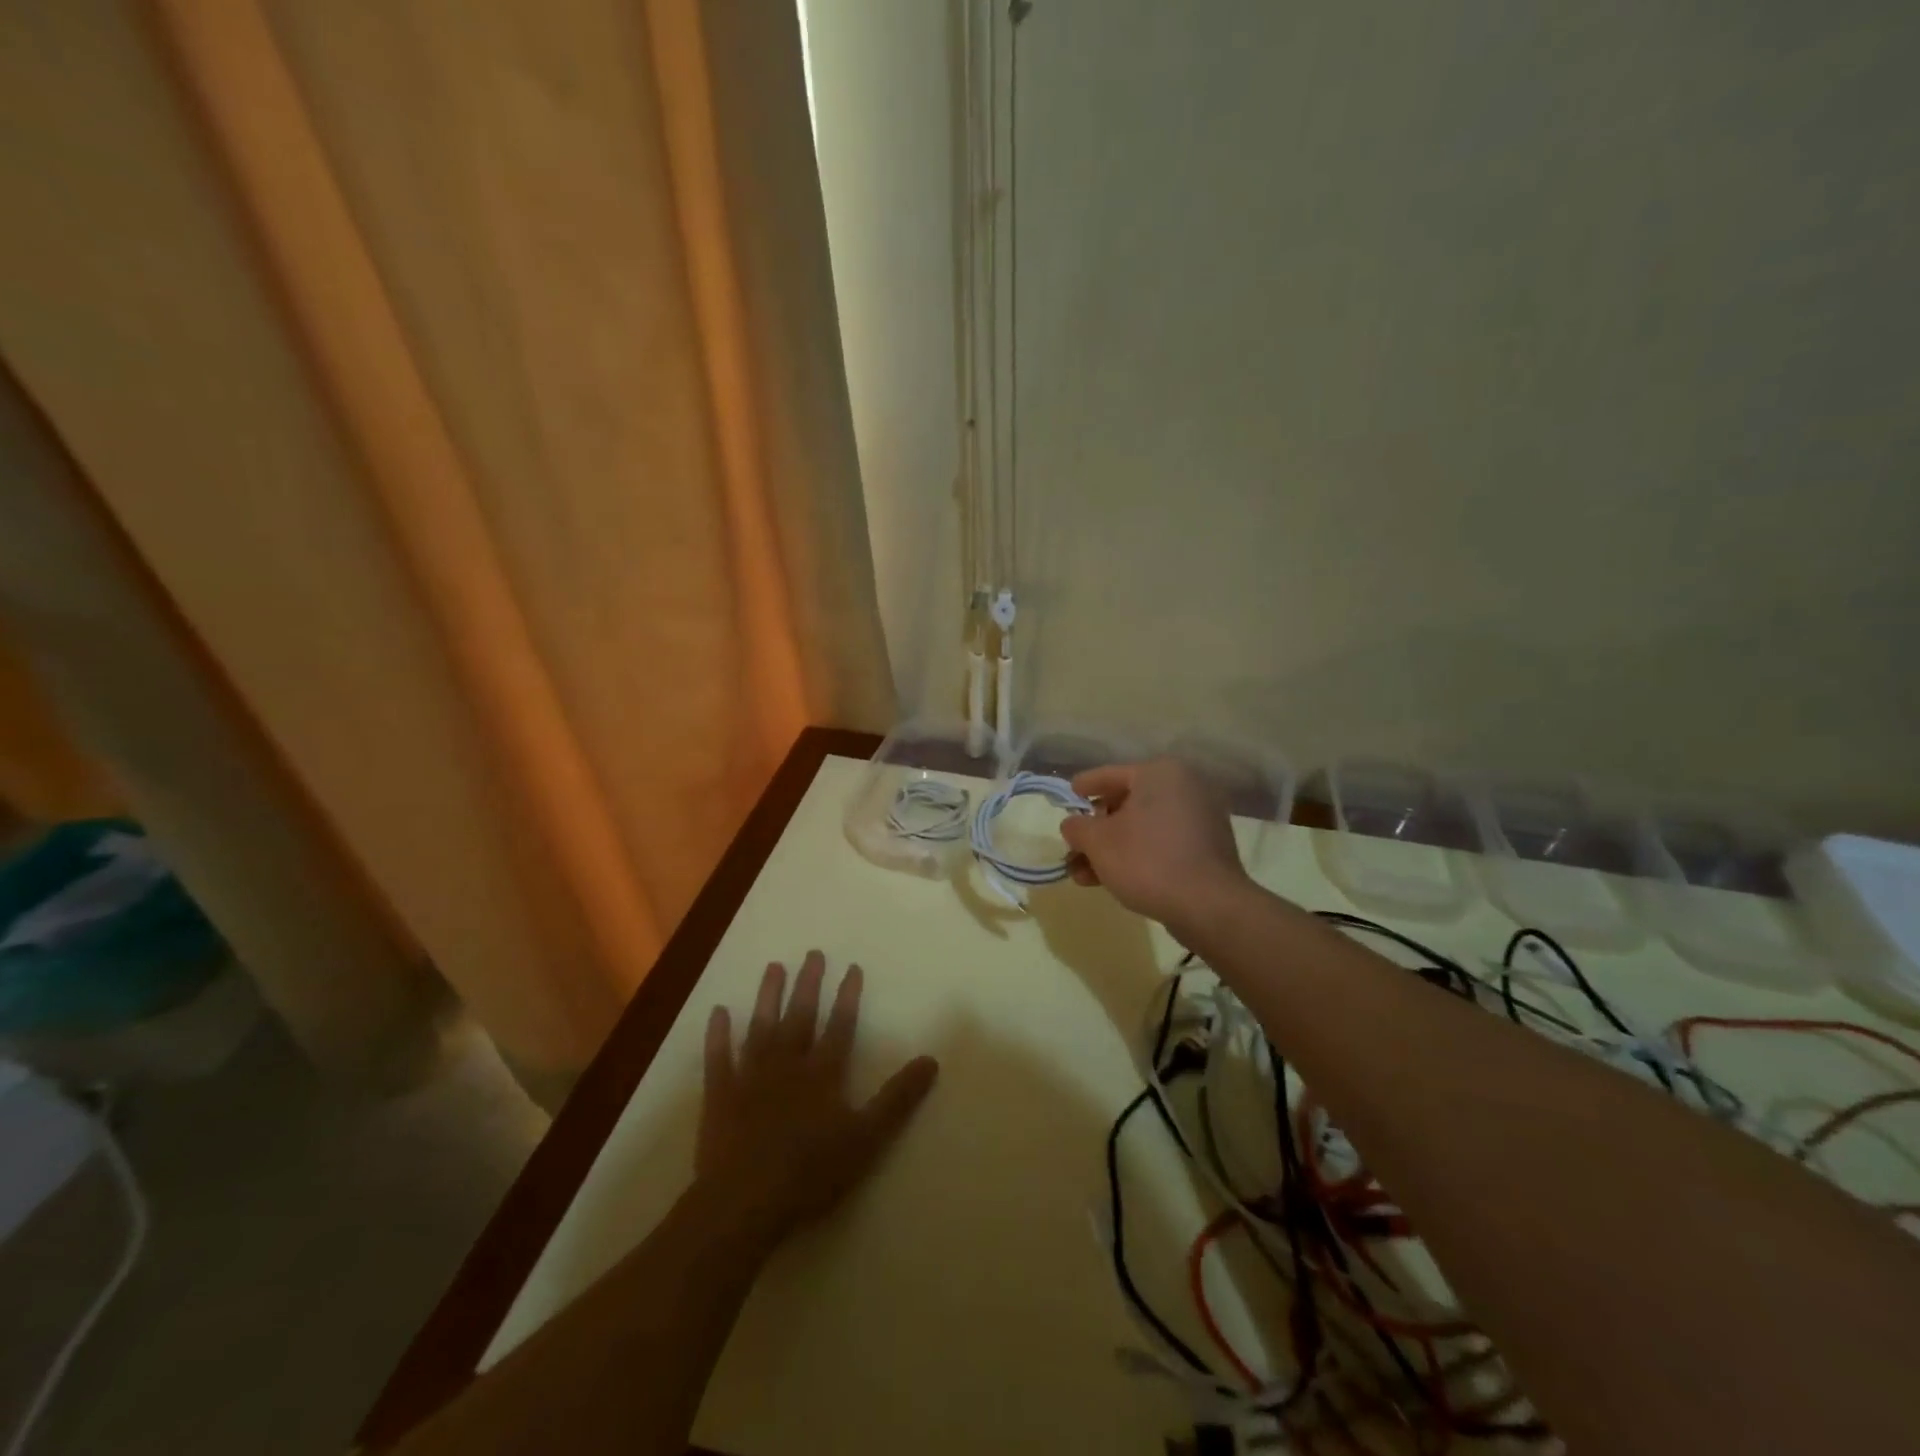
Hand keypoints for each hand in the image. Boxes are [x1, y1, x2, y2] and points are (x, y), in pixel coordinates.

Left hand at [696, 952, 937, 1247]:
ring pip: (761, 1027)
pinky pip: (718, 1057)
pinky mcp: (720, 1095)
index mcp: (823, 1073)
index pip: (840, 1026)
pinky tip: (718, 1011)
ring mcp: (750, 1076)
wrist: (744, 1202)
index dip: (848, 997)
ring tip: (774, 967)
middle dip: (809, 984)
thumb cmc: (811, 1172)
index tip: (852, 967)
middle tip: (813, 953)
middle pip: (801, 1017)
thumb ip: (898, 1098)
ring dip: (768, 996)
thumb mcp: (867, 1138)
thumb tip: (931, 1060)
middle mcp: (788, 1064)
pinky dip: (718, 1034)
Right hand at [1059, 758, 1249, 932]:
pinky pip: (1162, 843)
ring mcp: (1201, 818)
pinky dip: (1138, 855)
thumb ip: (1077, 827)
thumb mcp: (1098, 842)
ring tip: (1083, 875)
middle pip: (1127, 803)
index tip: (1069, 793)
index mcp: (1160, 773)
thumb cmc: (1148, 861)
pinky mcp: (1208, 847)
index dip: (1085, 786)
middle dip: (1096, 830)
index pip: (1111, 774)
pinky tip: (1113, 879)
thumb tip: (1073, 825)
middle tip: (1074, 848)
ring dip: (1112, 849)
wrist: (1209, 907)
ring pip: (1143, 828)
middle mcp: (1186, 787)